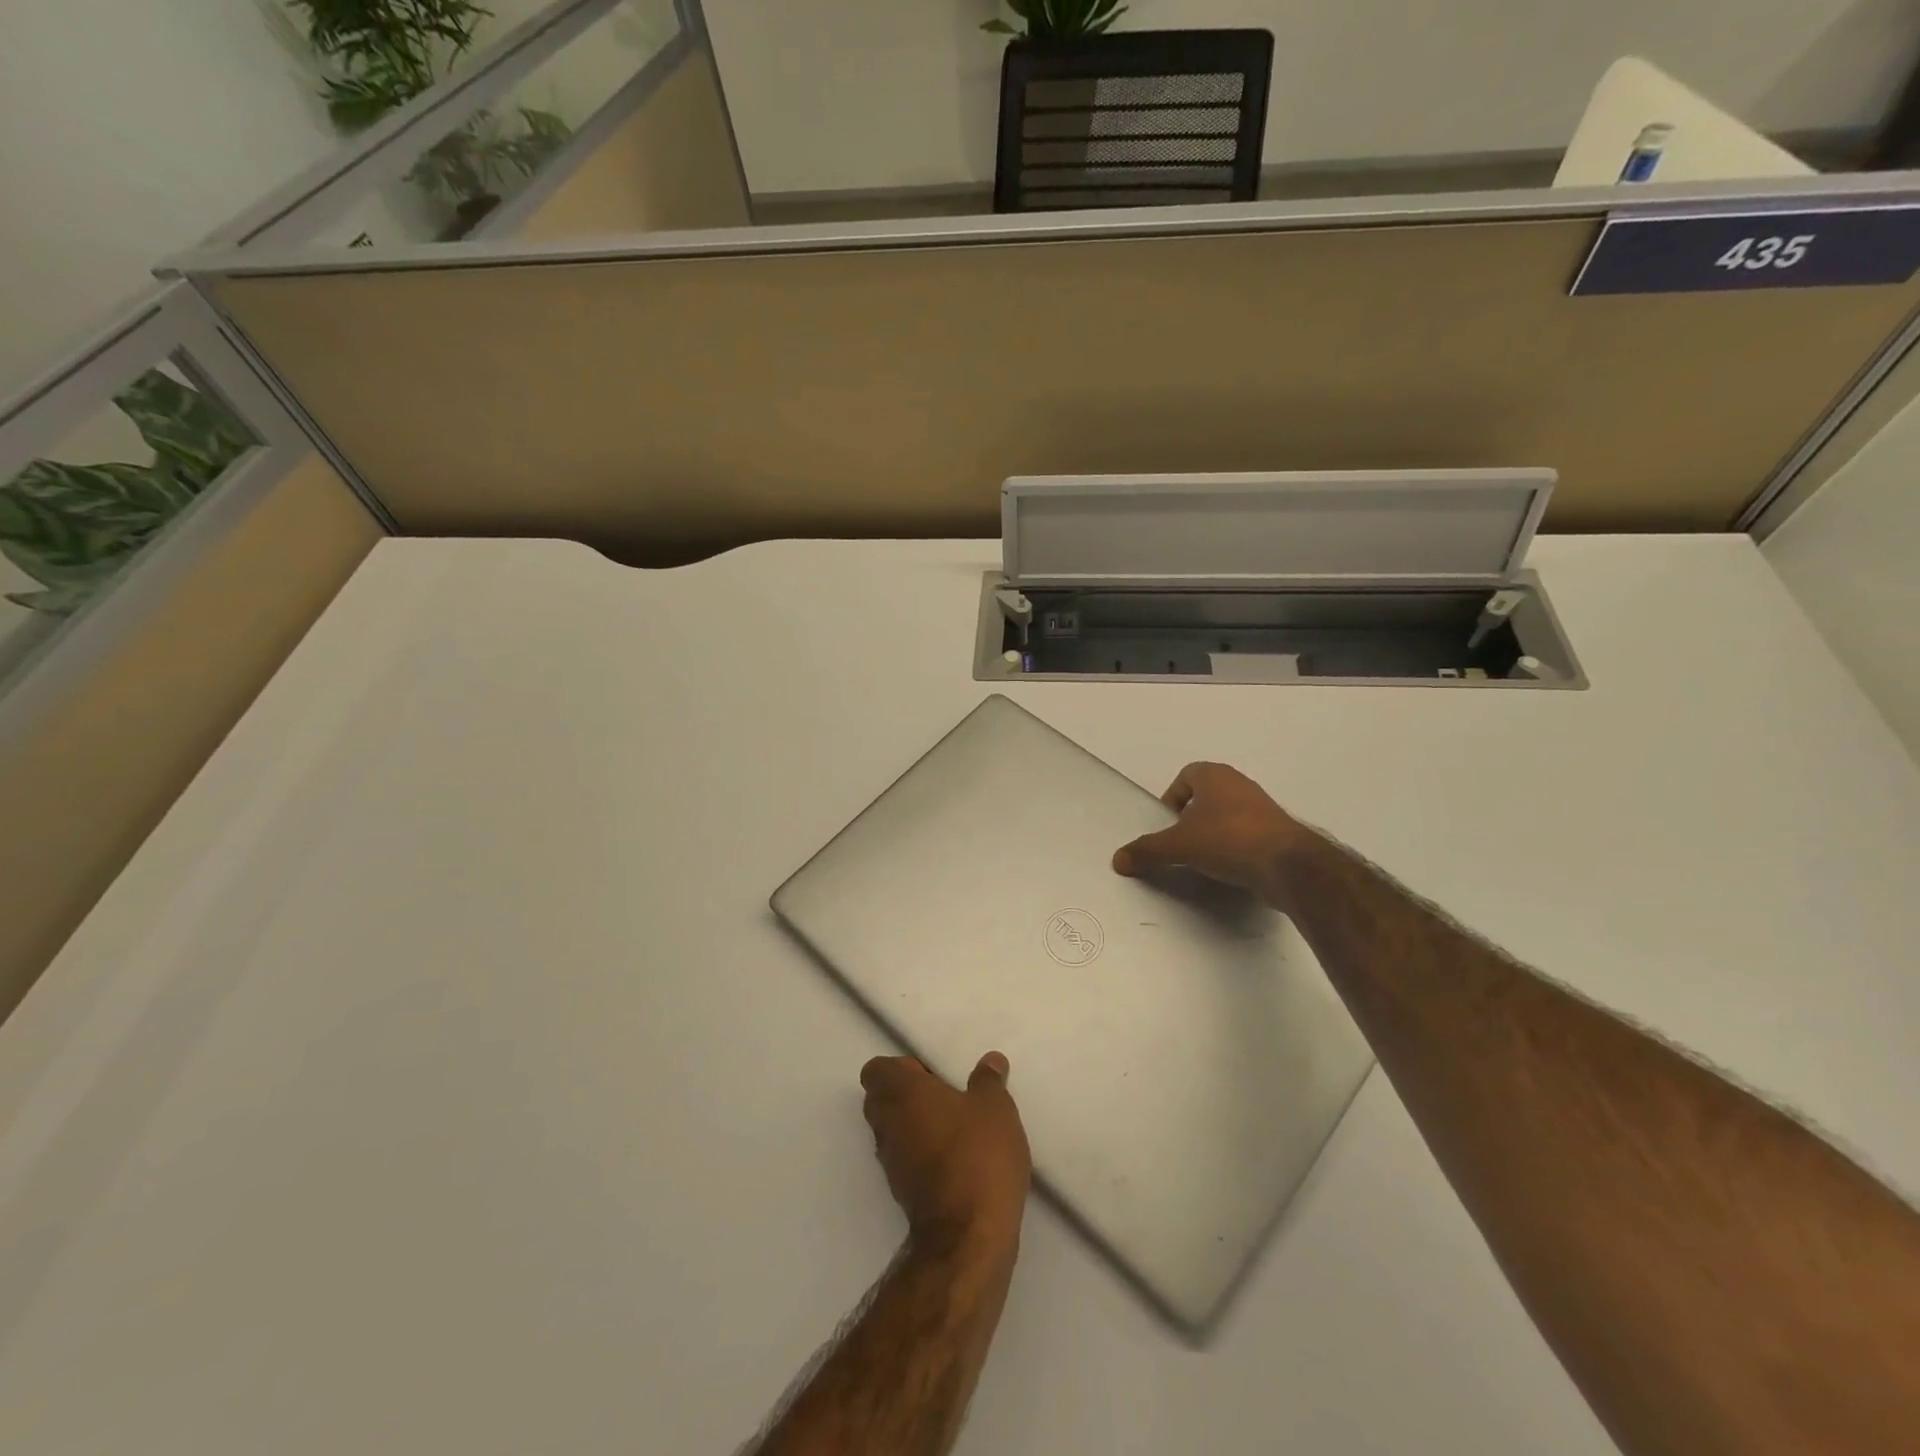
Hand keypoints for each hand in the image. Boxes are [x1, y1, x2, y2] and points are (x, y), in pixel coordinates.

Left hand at [860, 1052, 1031, 1257]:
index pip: (876, 1070)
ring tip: (957, 1128)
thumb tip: (990, 1061)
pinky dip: (923, 1154)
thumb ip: (988, 1080)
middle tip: (947, 1097)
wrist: (968, 1236)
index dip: (901, 1067)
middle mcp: (887, 1124)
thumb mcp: (995, 1108)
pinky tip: (958, 1159)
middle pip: (880, 1099)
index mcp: (901, 1093)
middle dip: (907, 1095)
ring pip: (892, 1131)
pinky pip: (905, 1159)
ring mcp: (891, 1162)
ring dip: (915, 1125)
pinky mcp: (902, 1193)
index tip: (933, 1075)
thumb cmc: (978, 1155)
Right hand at [1111, 761, 1311, 903]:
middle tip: (1181, 843)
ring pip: (1227, 816)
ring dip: (1213, 834)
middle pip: (1206, 796)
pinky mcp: (1278, 833)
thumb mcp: (1178, 846)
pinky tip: (1228, 870)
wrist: (1287, 865)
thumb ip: (1147, 851)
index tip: (1167, 824)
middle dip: (1191, 818)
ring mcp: (1263, 808)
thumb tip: (1118, 859)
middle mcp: (1240, 785)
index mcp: (1215, 776)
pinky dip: (1234, 849)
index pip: (1185, 776)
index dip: (1172, 798)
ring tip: (1203, 860)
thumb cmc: (1228, 840)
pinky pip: (1246, 835)